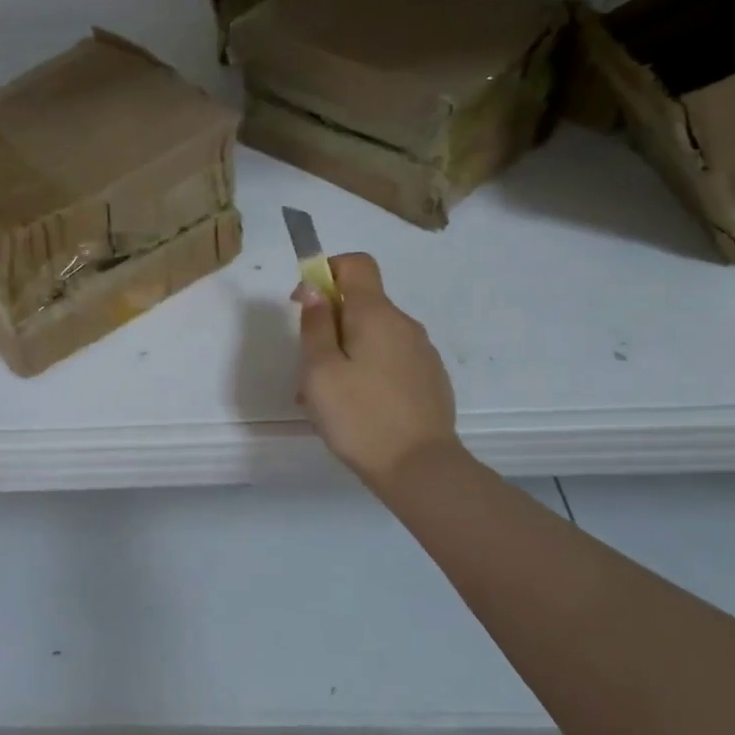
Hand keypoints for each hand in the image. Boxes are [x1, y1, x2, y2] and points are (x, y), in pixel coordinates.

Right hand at [297, 253, 458, 491]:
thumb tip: (316, 290)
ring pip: (374, 335)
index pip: (356, 263)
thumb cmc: (360, 416)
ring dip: (346, 350)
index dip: (326, 272)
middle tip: (309, 365)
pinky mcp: (430, 379)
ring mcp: (422, 352)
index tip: (305, 304)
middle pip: (362, 302)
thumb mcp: (319, 371)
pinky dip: (368, 369)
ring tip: (328, 395)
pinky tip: (357, 407)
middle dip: (330, 322)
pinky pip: (391, 359)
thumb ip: (315, 325)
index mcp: (376, 314)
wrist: (422, 470)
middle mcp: (404, 324)